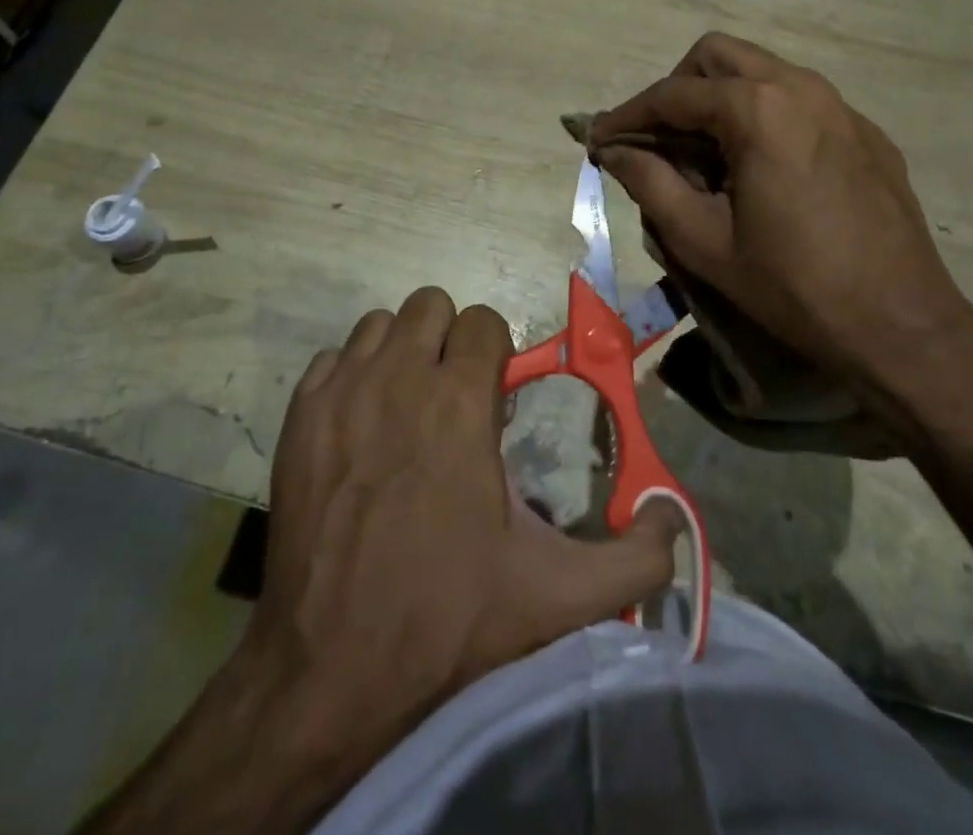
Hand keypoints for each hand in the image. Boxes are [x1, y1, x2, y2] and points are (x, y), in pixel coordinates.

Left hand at [82, 289, 680, 834]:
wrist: (331, 667)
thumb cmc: (448, 616)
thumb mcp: (557, 595)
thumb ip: (634, 560)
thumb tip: (674, 523)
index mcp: (459, 401)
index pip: (482, 320)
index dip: (495, 351)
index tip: (493, 395)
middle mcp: (398, 378)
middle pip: (429, 304)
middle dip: (448, 339)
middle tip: (453, 394)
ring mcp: (341, 392)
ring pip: (378, 325)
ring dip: (400, 351)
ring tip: (407, 404)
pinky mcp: (298, 416)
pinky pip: (332, 360)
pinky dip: (351, 377)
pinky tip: (361, 425)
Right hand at [593, 34, 972, 434]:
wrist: (902, 324)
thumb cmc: (793, 285)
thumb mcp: (705, 241)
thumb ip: (650, 184)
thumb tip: (614, 152)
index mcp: (758, 110)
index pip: (672, 94)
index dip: (627, 115)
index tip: (598, 139)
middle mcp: (801, 88)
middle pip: (717, 57)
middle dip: (676, 90)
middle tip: (657, 140)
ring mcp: (841, 106)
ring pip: (762, 73)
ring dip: (720, 100)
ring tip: (704, 158)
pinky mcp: (865, 132)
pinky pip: (799, 101)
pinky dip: (763, 117)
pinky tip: (761, 171)